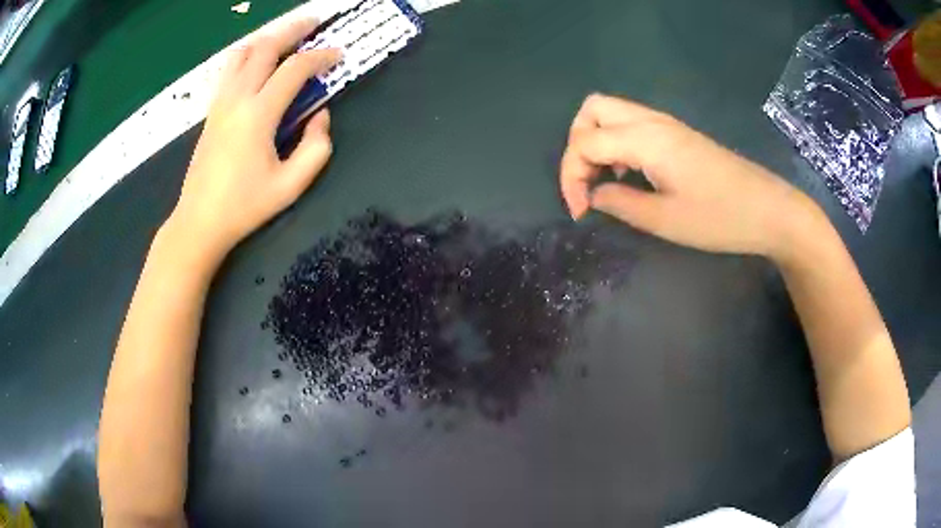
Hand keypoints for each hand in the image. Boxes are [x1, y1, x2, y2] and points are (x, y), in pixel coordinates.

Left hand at [170, 18, 339, 260]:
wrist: (199, 222)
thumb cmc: (245, 207)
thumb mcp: (291, 185)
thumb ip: (316, 147)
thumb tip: (321, 116)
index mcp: (258, 114)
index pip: (295, 69)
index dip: (321, 57)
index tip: (338, 55)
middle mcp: (237, 98)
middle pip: (266, 47)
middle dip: (293, 30)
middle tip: (314, 23)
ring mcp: (220, 102)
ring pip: (242, 53)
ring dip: (267, 39)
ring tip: (285, 38)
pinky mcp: (211, 111)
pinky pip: (229, 69)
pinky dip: (247, 55)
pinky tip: (257, 61)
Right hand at [560, 94, 819, 260]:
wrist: (768, 209)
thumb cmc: (719, 217)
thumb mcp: (665, 220)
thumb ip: (620, 203)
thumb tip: (593, 195)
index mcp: (645, 139)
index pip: (584, 142)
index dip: (571, 177)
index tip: (581, 211)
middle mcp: (651, 121)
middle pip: (592, 110)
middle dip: (576, 145)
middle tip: (587, 183)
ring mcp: (666, 124)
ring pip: (611, 113)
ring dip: (595, 142)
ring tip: (605, 181)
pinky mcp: (677, 133)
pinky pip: (631, 124)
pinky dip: (616, 143)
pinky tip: (629, 174)